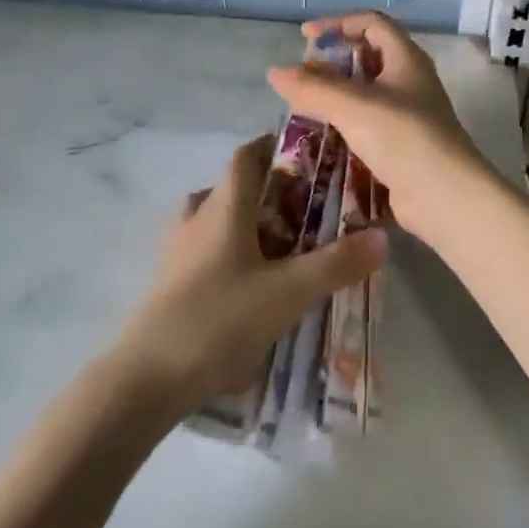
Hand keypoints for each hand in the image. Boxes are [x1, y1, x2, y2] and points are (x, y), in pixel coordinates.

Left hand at [115, 135, 387, 411]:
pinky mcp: (169, 285)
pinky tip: (252, 286)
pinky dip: (230, 255)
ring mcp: (177, 253)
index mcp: (223, 207)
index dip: (274, 146)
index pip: (247, 156)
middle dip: (269, 193)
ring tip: (282, 247)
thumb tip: (383, 236)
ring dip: (247, 225)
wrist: (146, 380)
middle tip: (306, 209)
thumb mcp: (288, 292)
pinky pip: (204, 253)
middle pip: (232, 188)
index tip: (307, 153)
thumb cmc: (219, 320)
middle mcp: (197, 219)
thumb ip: (337, 263)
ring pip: (216, 221)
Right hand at [265, 13, 495, 245]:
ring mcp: (408, 116)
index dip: (338, 23)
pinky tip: (321, 139)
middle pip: (369, 58)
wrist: (445, 196)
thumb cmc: (403, 137)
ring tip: (303, 108)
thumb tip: (275, 72)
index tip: (306, 36)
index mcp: (406, 59)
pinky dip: (344, 126)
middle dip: (333, 63)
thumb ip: (313, 87)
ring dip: (336, 97)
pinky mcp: (402, 146)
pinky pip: (368, 126)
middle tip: (302, 76)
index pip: (372, 23)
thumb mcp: (354, 106)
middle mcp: (410, 82)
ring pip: (366, 95)